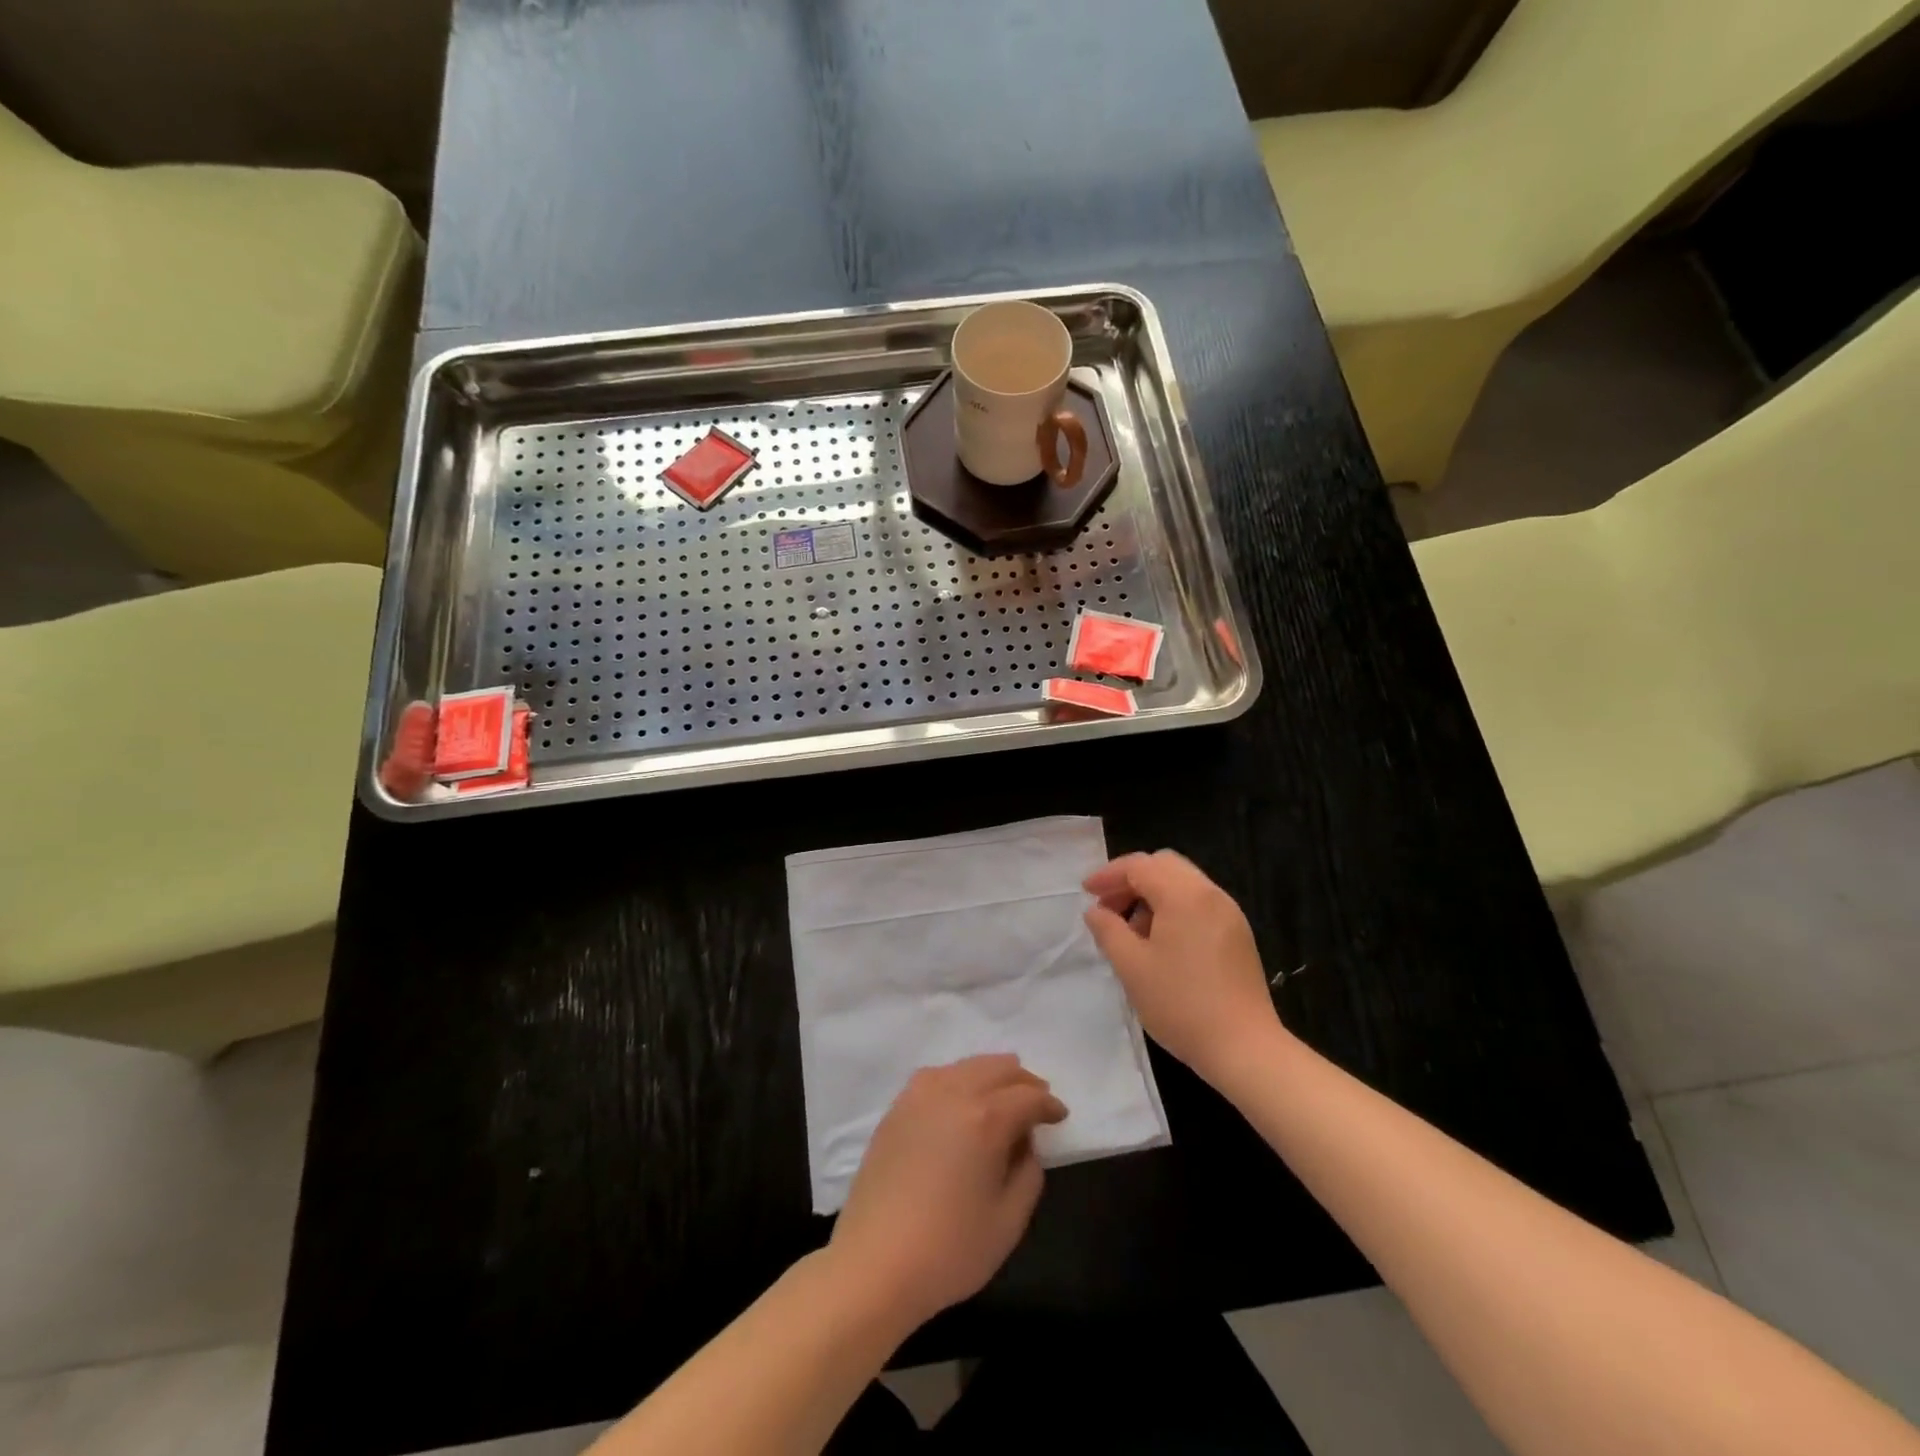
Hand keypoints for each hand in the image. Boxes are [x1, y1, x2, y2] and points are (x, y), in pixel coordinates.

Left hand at [830, 1055, 1067, 1327]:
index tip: (1060, 1116)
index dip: (1049, 1105)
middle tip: (1037, 1100)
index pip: (1028, 1097)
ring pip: (966, 1066)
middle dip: (1023, 1081)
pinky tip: (962, 1099)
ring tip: (1004, 1094)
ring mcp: (920, 1096)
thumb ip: (1028, 1172)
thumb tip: (1024, 1143)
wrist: (874, 1263)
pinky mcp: (897, 1108)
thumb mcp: (1009, 1221)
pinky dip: (959, 1078)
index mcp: (985, 1118)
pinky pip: (938, 1076)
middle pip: (997, 1069)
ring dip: (991, 1075)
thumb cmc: (950, 1249)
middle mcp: (953, 1093)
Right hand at [1083, 851, 1286, 1089]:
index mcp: (1185, 895)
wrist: (1244, 1048)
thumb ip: (1108, 930)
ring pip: (1183, 884)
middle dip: (1131, 880)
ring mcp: (1229, 914)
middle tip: (1108, 907)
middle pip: (1164, 866)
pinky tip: (1160, 943)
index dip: (1108, 875)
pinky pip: (1199, 904)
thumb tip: (1096, 911)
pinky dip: (1173, 909)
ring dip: (1152, 895)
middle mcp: (1210, 894)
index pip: (1140, 866)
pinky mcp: (1238, 935)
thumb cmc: (1181, 1004)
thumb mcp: (1131, 966)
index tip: (1086, 893)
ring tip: (1131, 931)